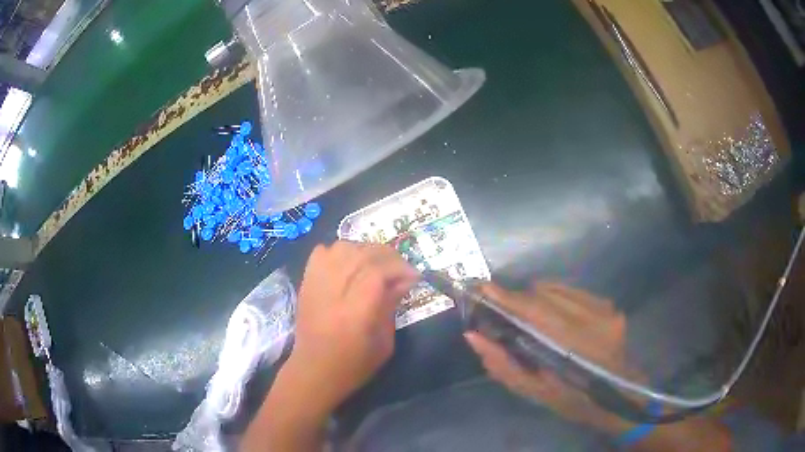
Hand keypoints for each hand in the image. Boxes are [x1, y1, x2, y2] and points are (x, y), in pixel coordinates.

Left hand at [291, 241, 418, 409]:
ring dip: (365, 250)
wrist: (313, 372)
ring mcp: (315, 285)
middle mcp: (332, 293)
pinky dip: (339, 251)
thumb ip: (391, 307)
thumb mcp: (383, 344)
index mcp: (354, 314)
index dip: (399, 268)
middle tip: (401, 268)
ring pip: (342, 248)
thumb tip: (404, 280)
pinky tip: (350, 265)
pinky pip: (322, 252)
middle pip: (361, 254)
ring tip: (377, 265)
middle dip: (388, 255)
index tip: (415, 277)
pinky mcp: (305, 283)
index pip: (376, 272)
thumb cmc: (353, 366)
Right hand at [464, 283, 731, 450]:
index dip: (505, 297)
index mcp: (573, 346)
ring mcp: (605, 308)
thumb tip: (473, 336)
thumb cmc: (575, 401)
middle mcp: (593, 318)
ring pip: (557, 287)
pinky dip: (554, 299)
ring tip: (527, 317)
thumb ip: (502, 364)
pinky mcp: (609, 304)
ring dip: (536, 297)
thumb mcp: (535, 393)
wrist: (620, 395)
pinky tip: (552, 317)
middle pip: (544, 292)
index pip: (533, 309)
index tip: (480, 288)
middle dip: (517, 298)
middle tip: (501, 311)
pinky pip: (572, 291)